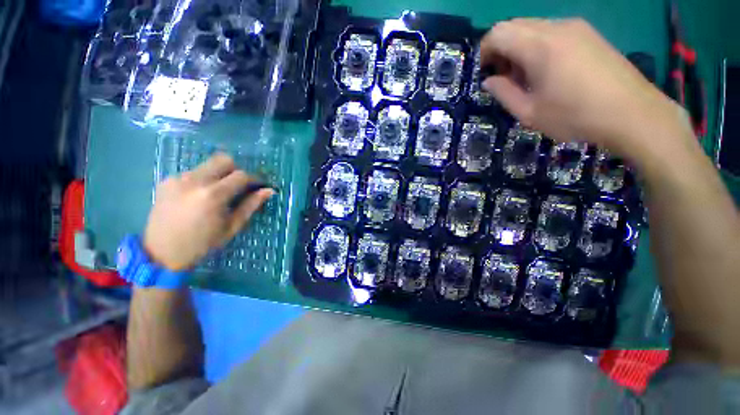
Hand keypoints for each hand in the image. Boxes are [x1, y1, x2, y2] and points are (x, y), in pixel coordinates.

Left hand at [144, 153, 273, 270]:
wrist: (161, 254)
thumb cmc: (202, 244)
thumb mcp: (232, 227)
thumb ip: (251, 205)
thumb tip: (269, 191)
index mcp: (213, 195)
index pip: (241, 175)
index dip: (254, 179)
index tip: (258, 186)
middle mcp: (194, 180)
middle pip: (224, 159)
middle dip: (236, 170)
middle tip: (238, 186)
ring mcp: (178, 178)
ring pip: (208, 165)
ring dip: (219, 175)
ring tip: (218, 194)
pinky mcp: (166, 181)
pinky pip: (193, 172)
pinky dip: (203, 179)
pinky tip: (199, 196)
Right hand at [480, 18, 685, 156]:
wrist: (633, 113)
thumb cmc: (575, 116)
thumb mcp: (529, 112)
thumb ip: (504, 93)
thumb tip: (488, 81)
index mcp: (539, 46)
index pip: (498, 33)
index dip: (484, 51)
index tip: (483, 72)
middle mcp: (556, 27)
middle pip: (514, 26)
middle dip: (500, 49)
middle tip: (502, 77)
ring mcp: (576, 27)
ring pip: (533, 27)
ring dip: (519, 48)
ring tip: (524, 77)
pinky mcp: (588, 33)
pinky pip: (552, 31)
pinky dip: (538, 46)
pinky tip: (545, 70)